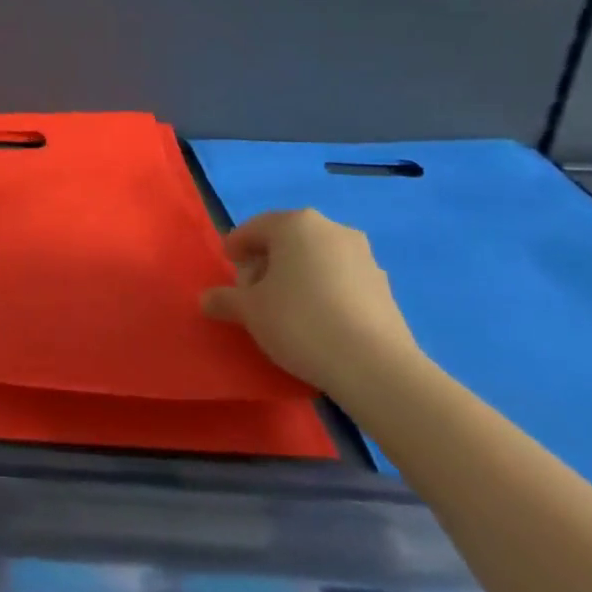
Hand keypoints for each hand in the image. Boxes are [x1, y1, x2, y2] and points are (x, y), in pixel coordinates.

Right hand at [201, 209, 420, 395]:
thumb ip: (224, 299)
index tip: (228, 266)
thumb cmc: (299, 322)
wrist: (375, 367)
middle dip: (267, 261)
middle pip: (287, 240)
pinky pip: (340, 279)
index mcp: (295, 224)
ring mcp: (364, 257)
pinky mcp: (384, 287)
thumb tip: (207, 300)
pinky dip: (323, 290)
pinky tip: (316, 320)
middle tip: (252, 290)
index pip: (255, 228)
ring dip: (296, 275)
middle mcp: (332, 230)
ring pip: (316, 258)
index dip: (236, 246)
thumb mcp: (249, 311)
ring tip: (284, 308)